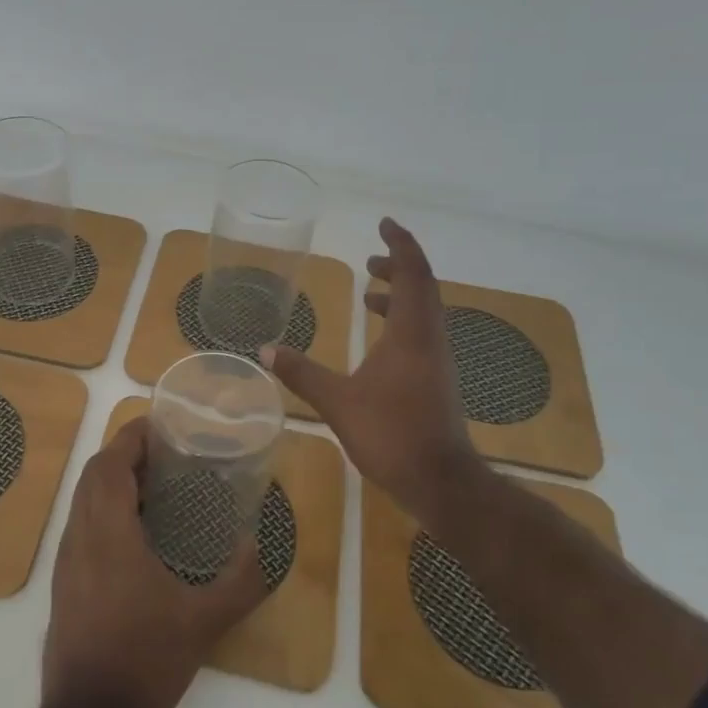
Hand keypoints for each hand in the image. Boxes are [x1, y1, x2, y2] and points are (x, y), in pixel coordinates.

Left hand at [42, 418, 267, 707]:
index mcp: (108, 533)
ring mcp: (66, 560)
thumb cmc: (145, 661)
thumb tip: (263, 545)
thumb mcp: (203, 622)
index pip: (110, 463)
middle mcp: (79, 536)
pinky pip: (81, 524)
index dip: (132, 437)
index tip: (162, 425)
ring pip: (83, 500)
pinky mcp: (63, 582)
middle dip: (125, 454)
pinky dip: (104, 509)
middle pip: (94, 474)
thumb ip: (240, 581)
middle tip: (166, 453)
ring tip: (156, 486)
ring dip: (113, 481)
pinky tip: (136, 533)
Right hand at [262, 217, 480, 524]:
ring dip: (400, 295)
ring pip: (424, 312)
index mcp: (411, 333)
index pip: (413, 273)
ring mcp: (437, 361)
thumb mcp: (338, 402)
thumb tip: (265, 350)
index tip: (384, 224)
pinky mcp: (436, 381)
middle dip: (398, 267)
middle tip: (370, 259)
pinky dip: (401, 322)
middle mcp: (430, 339)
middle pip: (422, 287)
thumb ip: (302, 373)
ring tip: (369, 293)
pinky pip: (421, 334)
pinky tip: (378, 342)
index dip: (400, 244)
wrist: (442, 482)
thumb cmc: (391, 434)